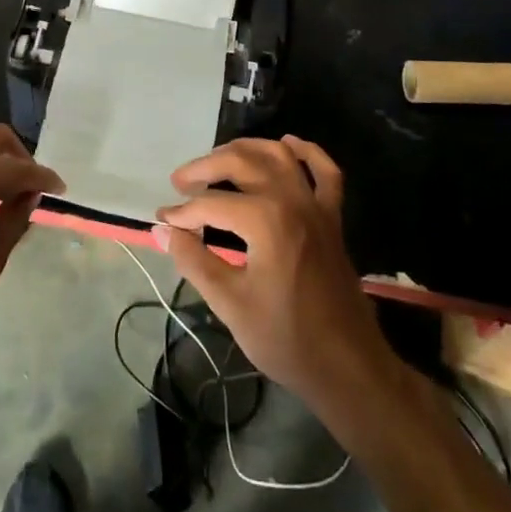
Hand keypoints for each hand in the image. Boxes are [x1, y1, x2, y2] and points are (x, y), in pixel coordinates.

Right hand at [155, 136, 394, 417]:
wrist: (348, 366)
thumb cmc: (286, 338)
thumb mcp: (230, 304)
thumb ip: (193, 260)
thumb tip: (162, 231)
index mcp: (265, 220)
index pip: (211, 203)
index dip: (182, 213)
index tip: (162, 223)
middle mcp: (291, 199)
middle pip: (241, 162)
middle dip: (205, 167)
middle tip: (180, 182)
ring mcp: (316, 205)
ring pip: (278, 155)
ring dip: (245, 150)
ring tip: (218, 160)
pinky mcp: (332, 217)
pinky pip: (324, 171)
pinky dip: (306, 152)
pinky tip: (287, 145)